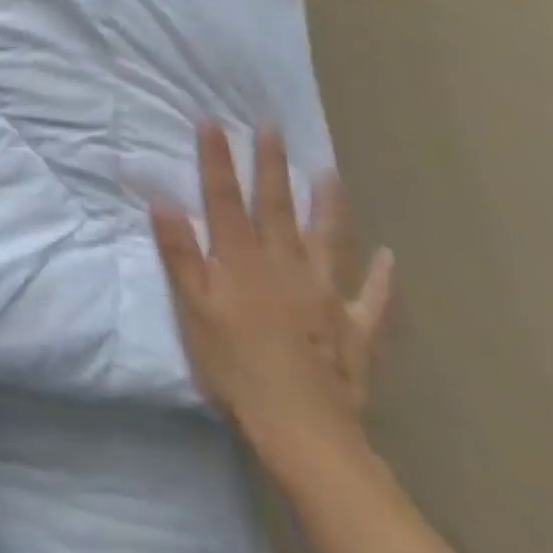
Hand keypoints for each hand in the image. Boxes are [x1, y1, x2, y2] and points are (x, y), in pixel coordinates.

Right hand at [149, 122, 392, 466]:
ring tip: (330, 173)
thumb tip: (161, 198)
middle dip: (270, 164)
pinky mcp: (355, 331)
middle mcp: (285, 266)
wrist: (304, 432)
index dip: (217, 158)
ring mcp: (326, 296)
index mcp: (241, 259)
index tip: (211, 120)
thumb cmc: (235, 366)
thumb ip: (179, 252)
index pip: (224, 198)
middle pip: (276, 207)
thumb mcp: (192, 308)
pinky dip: (383, 278)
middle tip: (271, 126)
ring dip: (328, 205)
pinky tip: (390, 258)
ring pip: (328, 240)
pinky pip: (373, 300)